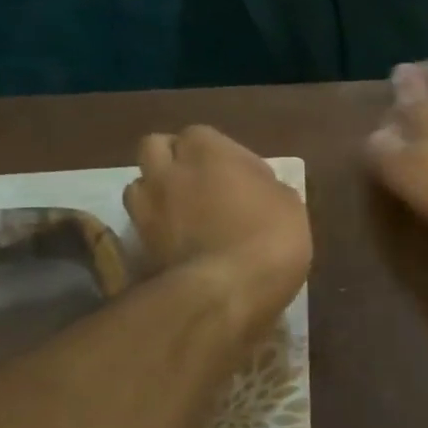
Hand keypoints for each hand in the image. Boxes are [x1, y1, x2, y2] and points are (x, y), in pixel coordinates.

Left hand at [124, 126, 311, 317]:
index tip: (242, 175)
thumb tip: (256, 188)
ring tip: (183, 212)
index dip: (219, 153)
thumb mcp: (289, 205)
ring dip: (158, 191)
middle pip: (156, 147)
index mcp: (209, 151)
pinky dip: (155, 226)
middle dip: (174, 159)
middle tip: (202, 183)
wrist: (226, 292)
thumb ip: (265, 187)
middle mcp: (169, 170)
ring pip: (140, 184)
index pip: (201, 135)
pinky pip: (141, 222)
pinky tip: (178, 241)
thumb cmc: (270, 238)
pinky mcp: (138, 243)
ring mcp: (147, 207)